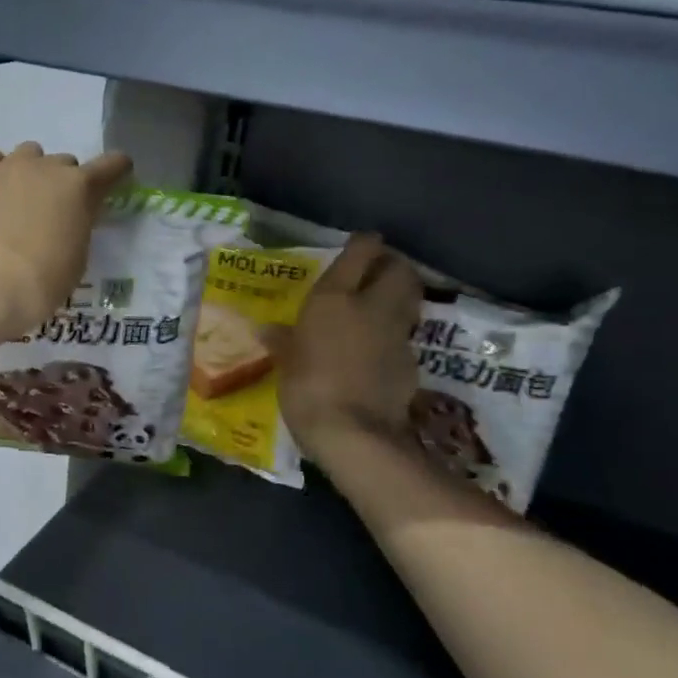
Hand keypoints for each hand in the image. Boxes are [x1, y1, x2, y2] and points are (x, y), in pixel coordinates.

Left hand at [0, 140, 132, 335]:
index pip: (109, 167)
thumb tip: (66, 221)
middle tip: (53, 216)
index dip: (116, 171)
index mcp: (77, 189)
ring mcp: (0, 170)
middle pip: (62, 163)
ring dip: (28, 172)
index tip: (117, 177)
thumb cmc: (35, 287)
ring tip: (17, 203)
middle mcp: (41, 168)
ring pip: (25, 154)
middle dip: (62, 184)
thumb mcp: (73, 263)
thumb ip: (75, 231)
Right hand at [278, 234, 421, 459]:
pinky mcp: (410, 362)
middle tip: (376, 273)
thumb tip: (267, 330)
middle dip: (393, 266)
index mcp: (335, 298)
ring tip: (378, 308)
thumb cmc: (306, 388)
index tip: (362, 244)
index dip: (365, 244)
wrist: (354, 433)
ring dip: (398, 298)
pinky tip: (377, 352)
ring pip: (408, 302)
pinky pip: (404, 338)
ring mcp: (396, 335)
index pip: (361, 252)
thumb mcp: (286, 363)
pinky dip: (394, 337)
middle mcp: (372, 307)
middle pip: (400, 270)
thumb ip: (283, 341)